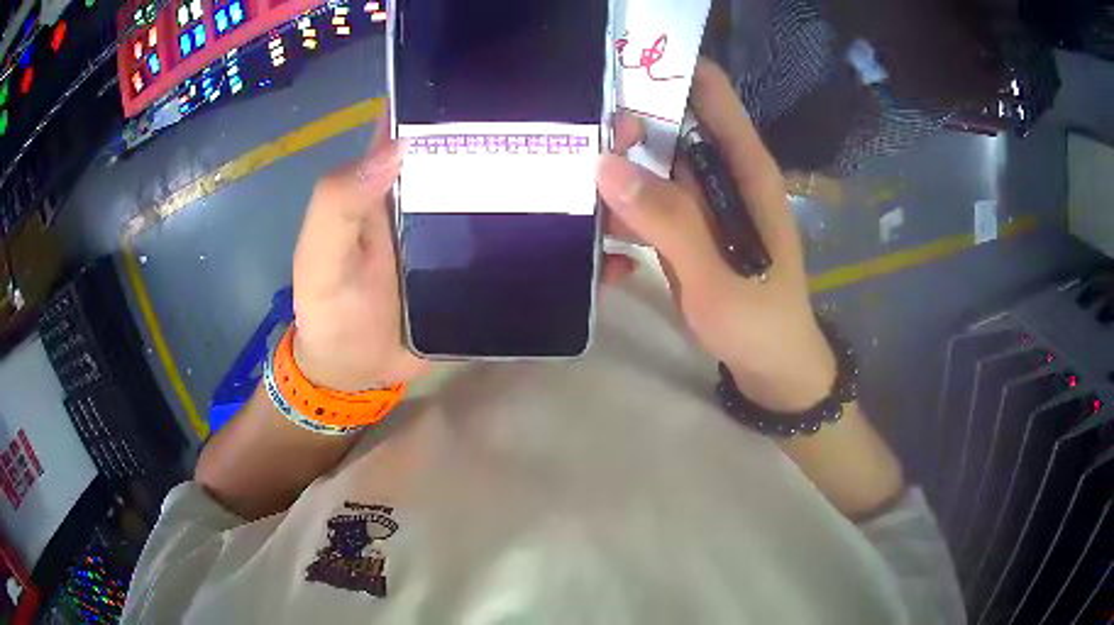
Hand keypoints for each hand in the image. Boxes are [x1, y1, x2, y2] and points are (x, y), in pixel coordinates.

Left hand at [291, 122, 639, 390]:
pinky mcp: (491, 275)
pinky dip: (574, 257)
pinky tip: (613, 259)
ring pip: (531, 201)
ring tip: (630, 187)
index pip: (447, 119)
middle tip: (615, 131)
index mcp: (404, 176)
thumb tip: (396, 144)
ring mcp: (474, 235)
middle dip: (558, 139)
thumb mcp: (322, 249)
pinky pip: (538, 258)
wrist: (351, 371)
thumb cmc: (329, 306)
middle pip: (505, 155)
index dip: (485, 95)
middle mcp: (444, 193)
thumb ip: (340, 199)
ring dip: (577, 193)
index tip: (543, 81)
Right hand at [597, 59, 835, 411]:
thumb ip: (669, 221)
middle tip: (576, 145)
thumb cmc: (759, 320)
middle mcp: (720, 174)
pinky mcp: (683, 230)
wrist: (769, 368)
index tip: (615, 66)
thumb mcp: (718, 276)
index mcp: (744, 168)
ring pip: (648, 165)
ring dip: (612, 176)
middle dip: (623, 127)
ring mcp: (699, 203)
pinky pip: (643, 206)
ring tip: (572, 195)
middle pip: (668, 124)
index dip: (668, 69)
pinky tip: (604, 248)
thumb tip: (607, 164)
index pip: (710, 93)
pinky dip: (620, 217)